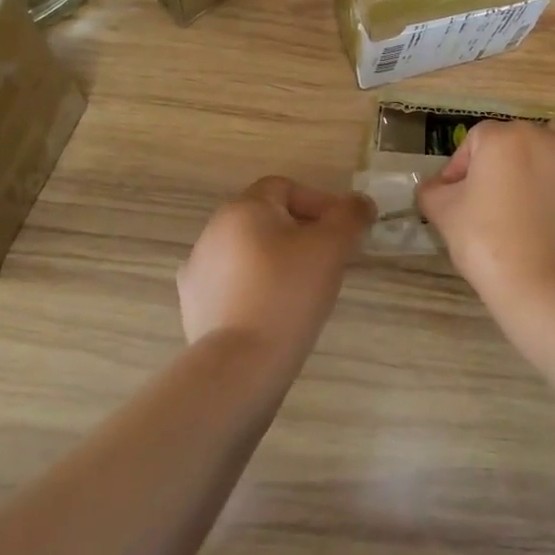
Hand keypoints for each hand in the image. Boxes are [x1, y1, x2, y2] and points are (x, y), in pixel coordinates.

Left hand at [177, 177, 373, 363]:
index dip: (318, 203)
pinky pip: (234, 286)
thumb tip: (360, 204)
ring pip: (250, 253)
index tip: (341, 232)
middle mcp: (213, 232)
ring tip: (304, 291)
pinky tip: (275, 314)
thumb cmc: (288, 293)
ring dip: (278, 262)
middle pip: (266, 219)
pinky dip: (257, 290)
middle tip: (329, 261)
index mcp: (242, 209)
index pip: (285, 188)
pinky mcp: (195, 306)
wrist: (240, 366)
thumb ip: (351, 216)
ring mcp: (198, 271)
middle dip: (301, 233)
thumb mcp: (332, 247)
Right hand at [417, 121, 554, 325]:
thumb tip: (436, 188)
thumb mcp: (444, 214)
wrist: (548, 283)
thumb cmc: (488, 242)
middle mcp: (545, 138)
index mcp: (504, 138)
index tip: (456, 200)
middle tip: (492, 203)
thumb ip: (433, 191)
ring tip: (532, 199)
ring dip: (542, 163)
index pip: (474, 142)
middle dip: (501, 165)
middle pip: (516, 141)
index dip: (460, 169)